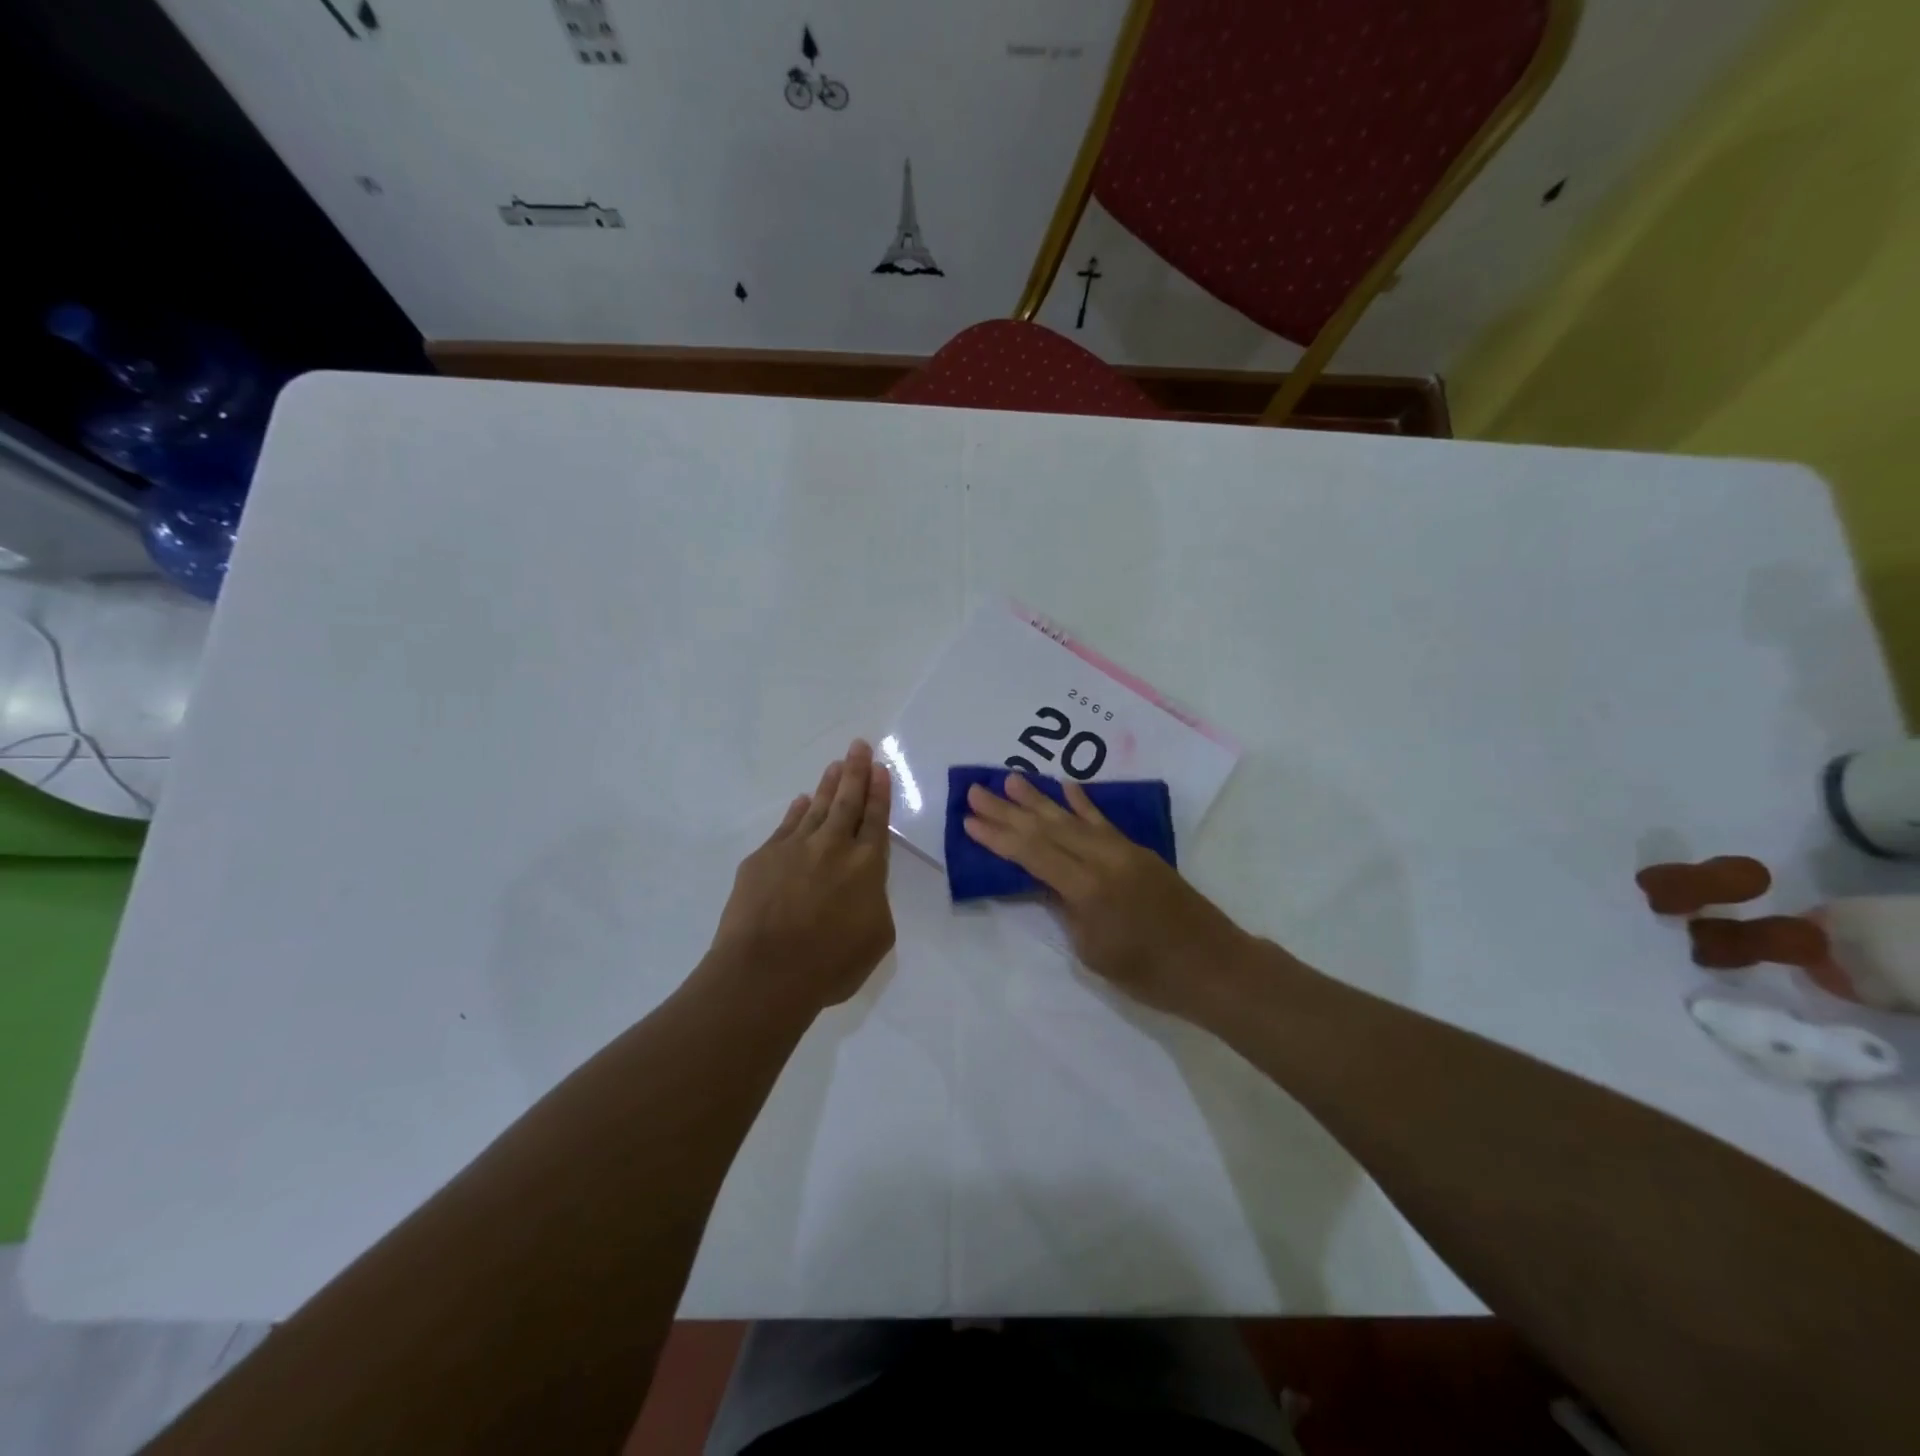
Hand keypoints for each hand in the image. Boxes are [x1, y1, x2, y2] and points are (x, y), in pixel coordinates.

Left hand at [708, 740, 895, 1010]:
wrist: (764, 973)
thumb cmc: (830, 964)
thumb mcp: (877, 937)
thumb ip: (875, 902)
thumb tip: (862, 886)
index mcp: (867, 866)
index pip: (876, 820)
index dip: (879, 792)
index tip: (879, 768)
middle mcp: (833, 847)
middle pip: (847, 801)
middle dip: (855, 771)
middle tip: (858, 745)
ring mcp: (794, 849)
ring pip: (815, 807)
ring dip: (827, 785)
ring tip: (835, 765)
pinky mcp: (763, 859)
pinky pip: (785, 826)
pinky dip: (796, 811)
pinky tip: (800, 801)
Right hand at [963, 774, 1251, 1018]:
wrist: (1214, 966)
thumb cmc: (1149, 975)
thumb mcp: (1093, 952)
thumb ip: (1066, 910)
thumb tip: (1046, 882)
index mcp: (1088, 888)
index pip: (1032, 854)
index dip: (998, 837)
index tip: (969, 820)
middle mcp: (1103, 859)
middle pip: (1047, 829)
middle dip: (1008, 810)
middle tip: (976, 791)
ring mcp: (1123, 851)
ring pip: (1072, 819)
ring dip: (1038, 799)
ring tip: (1010, 779)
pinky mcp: (1138, 851)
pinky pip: (1102, 822)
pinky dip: (1082, 804)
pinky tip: (1066, 787)